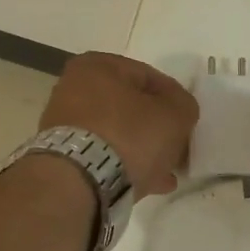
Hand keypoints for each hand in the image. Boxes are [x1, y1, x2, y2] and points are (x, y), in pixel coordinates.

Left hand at [40, 52, 198, 194]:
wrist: (80, 182)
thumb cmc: (129, 135)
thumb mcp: (174, 114)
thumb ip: (184, 105)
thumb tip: (178, 110)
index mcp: (97, 66)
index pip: (148, 76)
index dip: (174, 101)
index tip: (187, 123)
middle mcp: (73, 88)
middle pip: (130, 108)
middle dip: (156, 130)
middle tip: (177, 149)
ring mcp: (64, 125)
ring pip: (117, 135)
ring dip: (143, 151)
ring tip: (166, 174)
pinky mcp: (62, 157)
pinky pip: (103, 157)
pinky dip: (125, 166)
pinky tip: (148, 184)